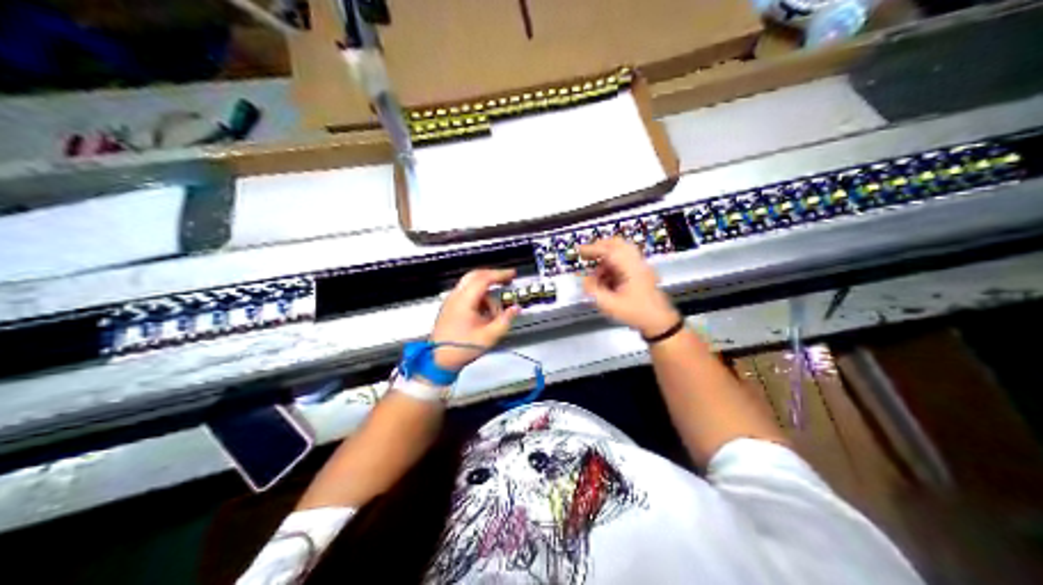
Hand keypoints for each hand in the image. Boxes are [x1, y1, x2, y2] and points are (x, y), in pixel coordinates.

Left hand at [430, 267, 519, 369]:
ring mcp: (451, 301)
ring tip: (494, 313)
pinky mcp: (449, 307)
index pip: (484, 278)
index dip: (500, 274)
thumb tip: (515, 309)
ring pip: (471, 285)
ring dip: (486, 293)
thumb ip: (505, 320)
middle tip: (506, 280)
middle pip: (475, 276)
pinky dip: (478, 298)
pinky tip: (484, 314)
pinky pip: (466, 294)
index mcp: (464, 301)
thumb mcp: (489, 336)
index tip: (511, 274)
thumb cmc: (461, 349)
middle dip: (493, 276)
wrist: (439, 359)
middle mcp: (455, 297)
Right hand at [574, 238, 681, 337]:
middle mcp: (637, 263)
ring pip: (620, 253)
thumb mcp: (610, 306)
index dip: (593, 249)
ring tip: (596, 276)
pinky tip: (606, 281)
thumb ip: (594, 292)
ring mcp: (640, 267)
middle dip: (600, 248)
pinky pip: (624, 263)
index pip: (609, 250)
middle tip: (587, 256)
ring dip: (606, 260)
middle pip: (617, 245)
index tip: (580, 251)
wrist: (659, 322)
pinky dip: (612, 267)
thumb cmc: (637, 313)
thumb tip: (584, 281)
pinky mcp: (641, 274)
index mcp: (630, 268)